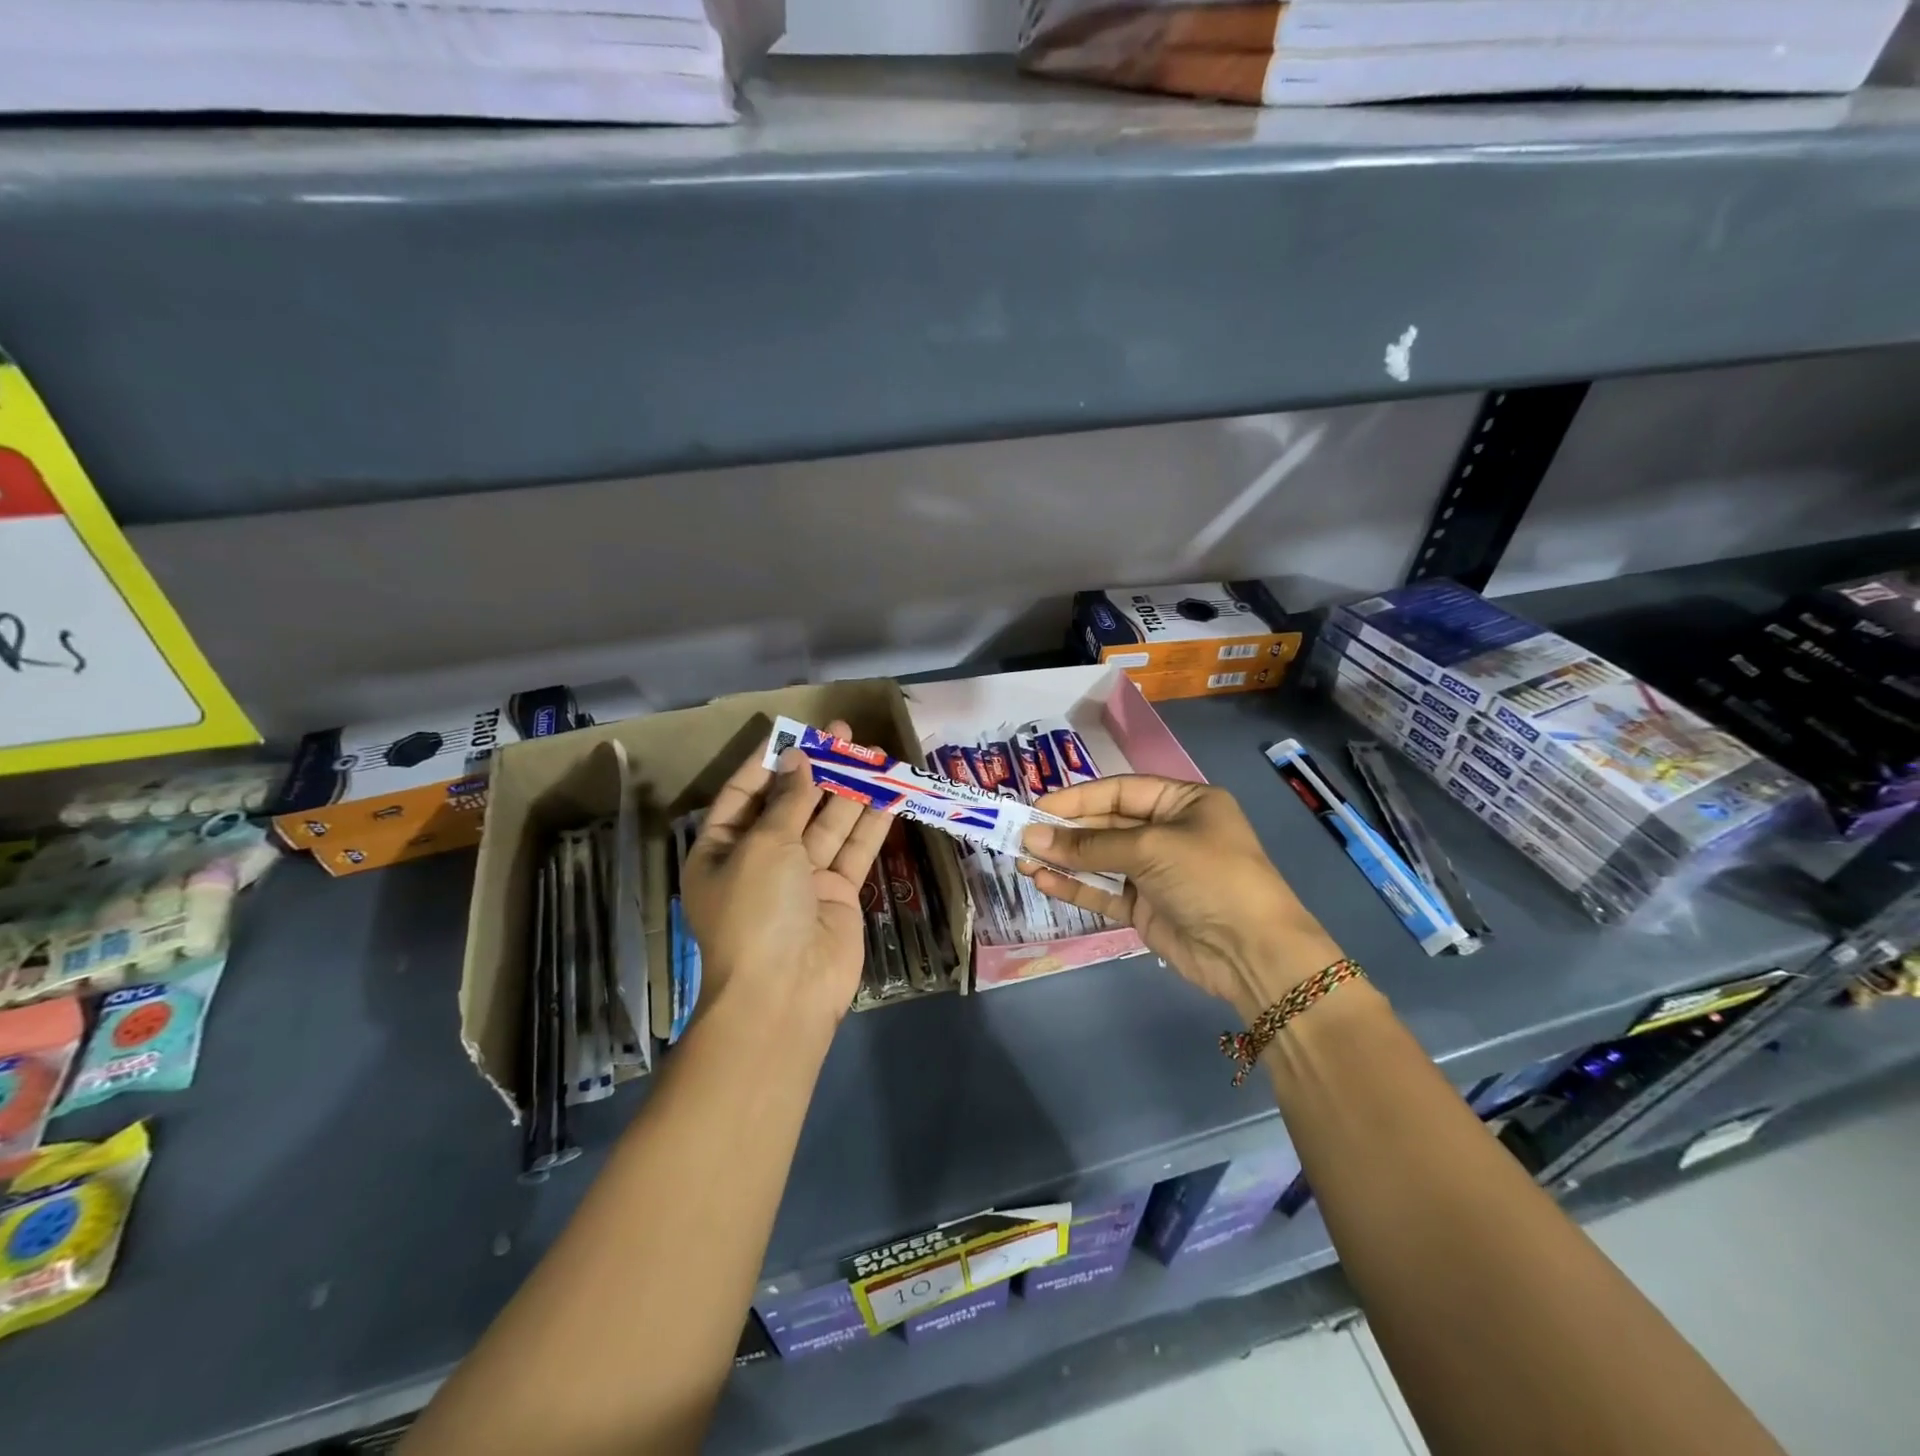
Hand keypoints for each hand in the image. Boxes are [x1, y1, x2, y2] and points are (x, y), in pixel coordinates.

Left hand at [682, 721, 891, 1026]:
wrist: (785, 992)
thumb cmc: (757, 910)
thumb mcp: (763, 845)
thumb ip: (787, 801)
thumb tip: (798, 760)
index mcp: (722, 849)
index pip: (744, 794)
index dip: (769, 761)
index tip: (794, 731)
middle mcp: (760, 860)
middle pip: (792, 804)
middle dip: (817, 768)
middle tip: (844, 733)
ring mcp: (802, 878)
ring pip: (828, 823)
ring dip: (849, 789)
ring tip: (872, 753)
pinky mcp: (837, 893)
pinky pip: (854, 849)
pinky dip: (871, 823)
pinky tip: (890, 793)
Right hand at [1021, 776, 1343, 1022]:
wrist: (1254, 952)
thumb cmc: (1210, 877)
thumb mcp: (1151, 849)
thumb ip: (1090, 845)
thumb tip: (1032, 838)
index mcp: (1183, 802)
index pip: (1119, 791)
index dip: (1077, 799)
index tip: (1037, 808)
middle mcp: (1168, 832)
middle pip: (1106, 824)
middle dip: (1065, 831)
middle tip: (1020, 836)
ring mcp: (1156, 872)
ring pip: (1100, 860)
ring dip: (1063, 860)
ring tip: (1021, 860)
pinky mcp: (1146, 907)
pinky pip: (1104, 891)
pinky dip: (1075, 886)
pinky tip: (1043, 881)